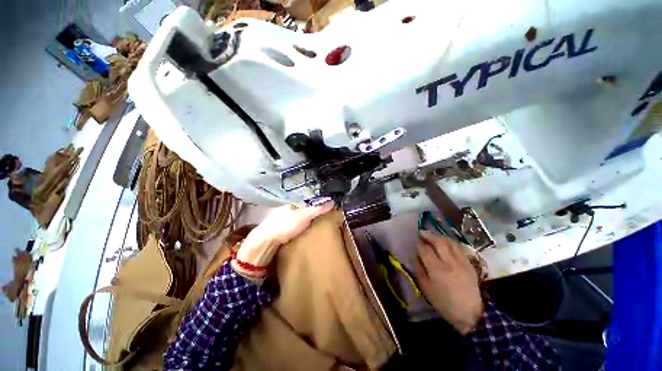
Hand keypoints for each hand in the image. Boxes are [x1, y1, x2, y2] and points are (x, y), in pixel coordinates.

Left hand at [233, 202, 334, 276]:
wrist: (265, 243)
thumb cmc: (285, 225)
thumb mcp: (304, 216)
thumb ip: (317, 209)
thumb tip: (333, 202)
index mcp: (291, 204)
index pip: (307, 203)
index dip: (316, 207)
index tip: (325, 212)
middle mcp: (285, 211)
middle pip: (301, 212)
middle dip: (310, 215)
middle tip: (321, 222)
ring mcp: (280, 221)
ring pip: (296, 220)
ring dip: (304, 223)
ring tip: (314, 229)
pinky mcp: (278, 232)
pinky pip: (292, 228)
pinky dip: (298, 230)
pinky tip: (302, 235)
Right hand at [416, 231, 483, 334]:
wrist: (470, 313)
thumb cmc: (444, 303)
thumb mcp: (426, 288)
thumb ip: (420, 269)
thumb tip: (417, 256)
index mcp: (437, 270)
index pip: (425, 249)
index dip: (419, 243)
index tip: (415, 239)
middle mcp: (450, 262)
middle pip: (438, 241)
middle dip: (428, 235)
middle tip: (422, 232)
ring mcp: (462, 262)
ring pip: (450, 242)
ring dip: (439, 236)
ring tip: (432, 236)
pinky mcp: (469, 263)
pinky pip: (458, 247)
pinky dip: (449, 242)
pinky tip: (445, 243)